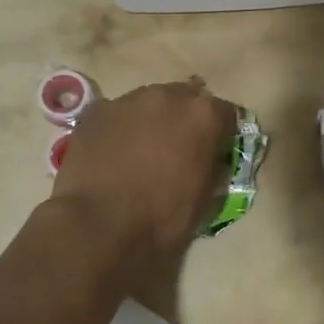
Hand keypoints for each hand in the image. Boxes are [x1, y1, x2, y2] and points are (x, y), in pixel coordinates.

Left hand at [50, 80, 236, 260]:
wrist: (97, 227)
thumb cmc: (161, 219)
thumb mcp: (206, 200)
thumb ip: (214, 168)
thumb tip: (213, 160)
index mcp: (204, 116)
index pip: (227, 113)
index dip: (222, 134)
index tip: (216, 152)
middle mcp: (169, 96)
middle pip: (186, 99)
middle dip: (185, 120)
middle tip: (178, 149)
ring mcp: (128, 100)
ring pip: (149, 103)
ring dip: (152, 121)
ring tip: (142, 152)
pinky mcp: (95, 111)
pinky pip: (117, 115)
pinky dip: (120, 129)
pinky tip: (113, 154)